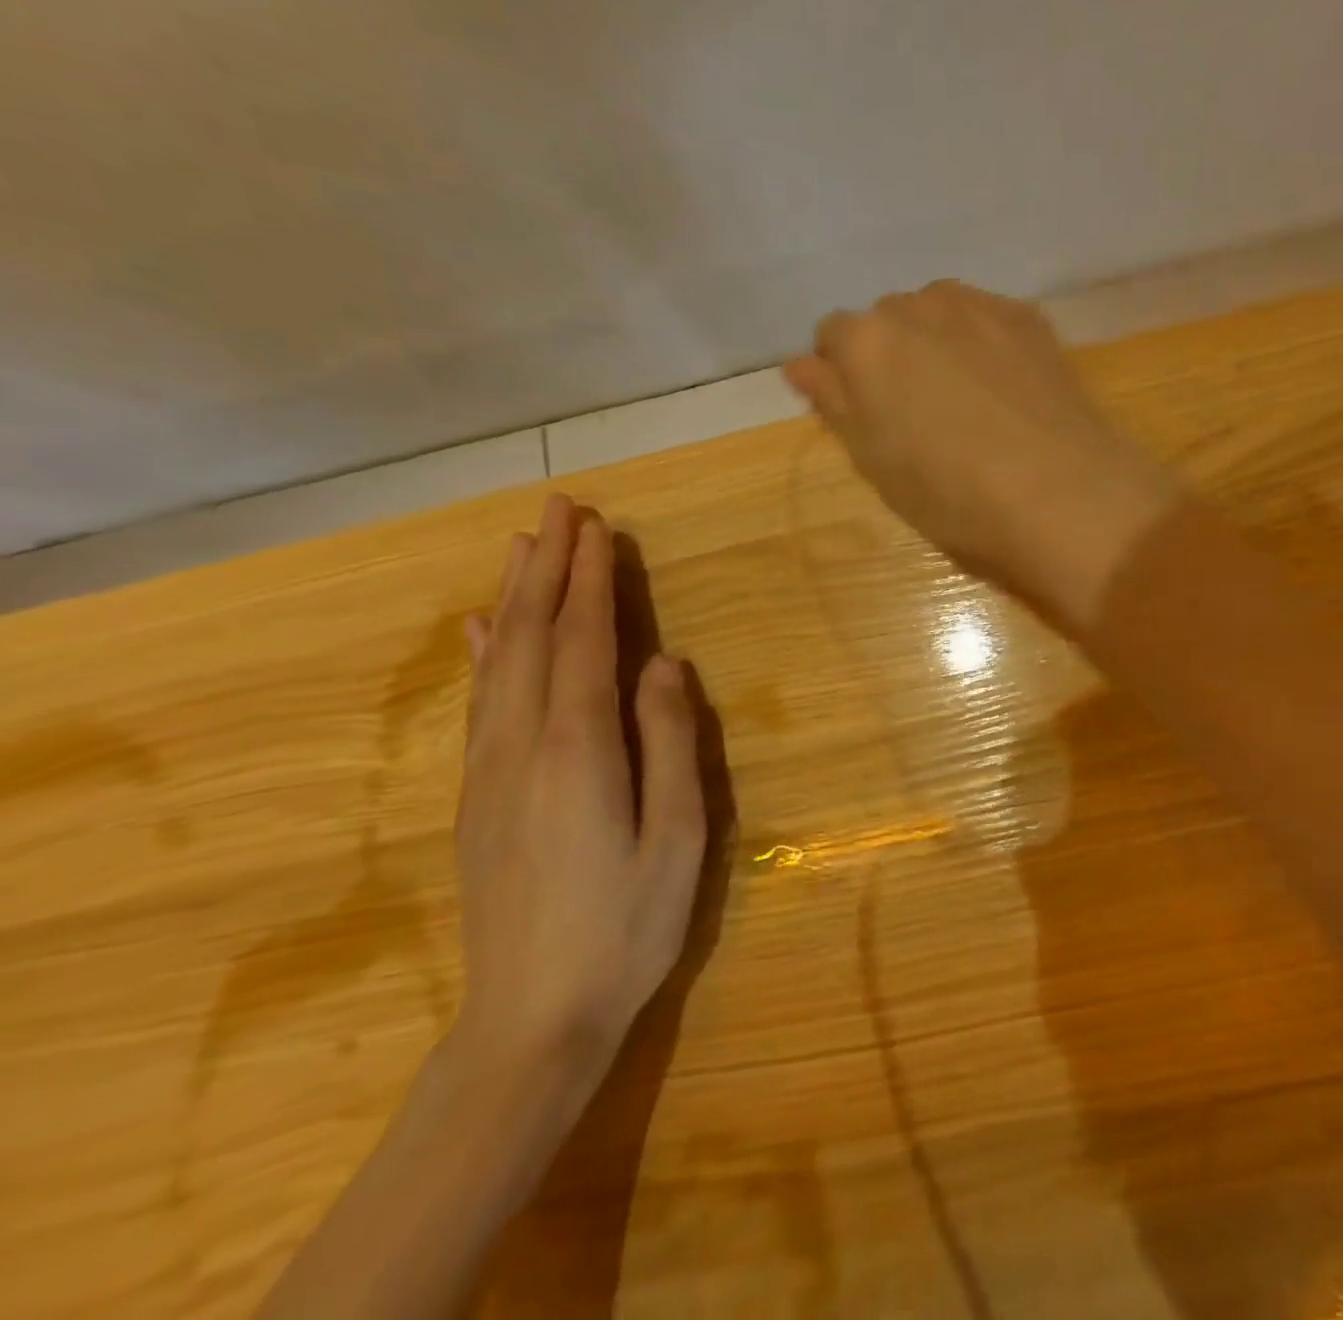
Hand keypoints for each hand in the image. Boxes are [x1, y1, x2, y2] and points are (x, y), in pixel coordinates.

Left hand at [450, 493, 706, 1099]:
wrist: (533, 1019)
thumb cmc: (627, 926)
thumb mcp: (678, 836)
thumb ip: (668, 741)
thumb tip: (662, 663)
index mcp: (578, 750)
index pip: (584, 642)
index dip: (590, 580)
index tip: (597, 527)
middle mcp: (522, 745)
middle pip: (534, 637)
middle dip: (549, 568)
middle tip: (561, 510)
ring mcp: (490, 771)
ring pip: (499, 662)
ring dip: (515, 597)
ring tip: (523, 546)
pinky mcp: (477, 797)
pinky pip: (480, 703)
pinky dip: (483, 654)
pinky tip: (480, 629)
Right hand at [784, 281, 1176, 629]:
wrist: (1061, 497)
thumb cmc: (953, 496)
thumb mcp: (876, 463)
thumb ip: (834, 403)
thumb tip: (801, 364)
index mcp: (868, 342)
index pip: (833, 337)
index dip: (844, 376)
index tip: (868, 416)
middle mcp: (918, 305)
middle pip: (887, 320)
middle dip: (892, 356)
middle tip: (920, 415)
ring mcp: (980, 306)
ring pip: (938, 313)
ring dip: (937, 344)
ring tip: (965, 400)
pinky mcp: (1030, 318)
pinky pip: (987, 319)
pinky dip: (983, 344)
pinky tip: (1005, 390)